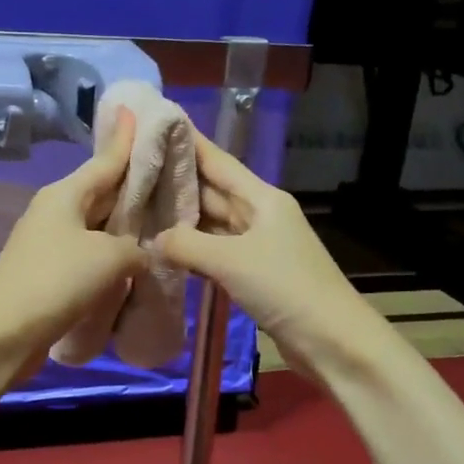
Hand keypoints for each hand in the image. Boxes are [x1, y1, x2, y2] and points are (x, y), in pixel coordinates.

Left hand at [0, 113, 147, 365]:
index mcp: (65, 194)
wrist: (3, 331)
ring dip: (123, 226)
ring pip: (96, 226)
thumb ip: (134, 249)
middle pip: (101, 192)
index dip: (124, 139)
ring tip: (159, 221)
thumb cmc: (57, 280)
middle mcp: (55, 211)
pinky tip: (133, 263)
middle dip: (131, 186)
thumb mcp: (110, 257)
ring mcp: (48, 243)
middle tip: (167, 175)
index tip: (134, 111)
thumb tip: (138, 255)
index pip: (105, 160)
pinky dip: (110, 256)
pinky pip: (88, 254)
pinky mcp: (48, 273)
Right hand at [155, 128, 393, 379]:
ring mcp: (257, 245)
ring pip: (211, 223)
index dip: (189, 142)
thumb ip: (186, 244)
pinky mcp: (254, 273)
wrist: (331, 340)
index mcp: (262, 198)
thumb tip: (154, 240)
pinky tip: (164, 249)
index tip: (157, 123)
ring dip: (180, 218)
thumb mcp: (230, 260)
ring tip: (138, 206)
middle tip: (132, 170)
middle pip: (212, 191)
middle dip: (175, 181)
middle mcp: (259, 215)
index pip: (218, 161)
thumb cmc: (285, 287)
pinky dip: (192, 249)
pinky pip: (215, 252)